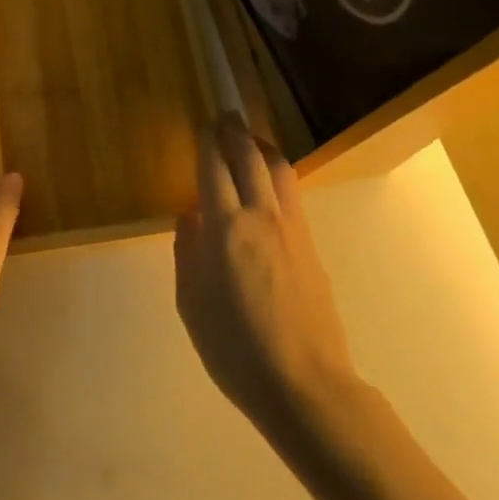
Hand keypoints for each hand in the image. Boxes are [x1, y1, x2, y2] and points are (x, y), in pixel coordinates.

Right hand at [175, 112, 356, 432]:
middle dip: (236, 132)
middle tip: (226, 116)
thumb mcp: (191, 303)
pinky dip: (277, 173)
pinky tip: (269, 181)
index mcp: (225, 229)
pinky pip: (292, 193)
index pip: (215, 168)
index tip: (204, 125)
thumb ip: (187, 253)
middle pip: (251, 157)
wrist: (304, 383)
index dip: (208, 142)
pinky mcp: (311, 244)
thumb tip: (190, 217)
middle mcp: (261, 217)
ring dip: (262, 147)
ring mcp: (292, 228)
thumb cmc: (235, 348)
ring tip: (250, 140)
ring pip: (279, 169)